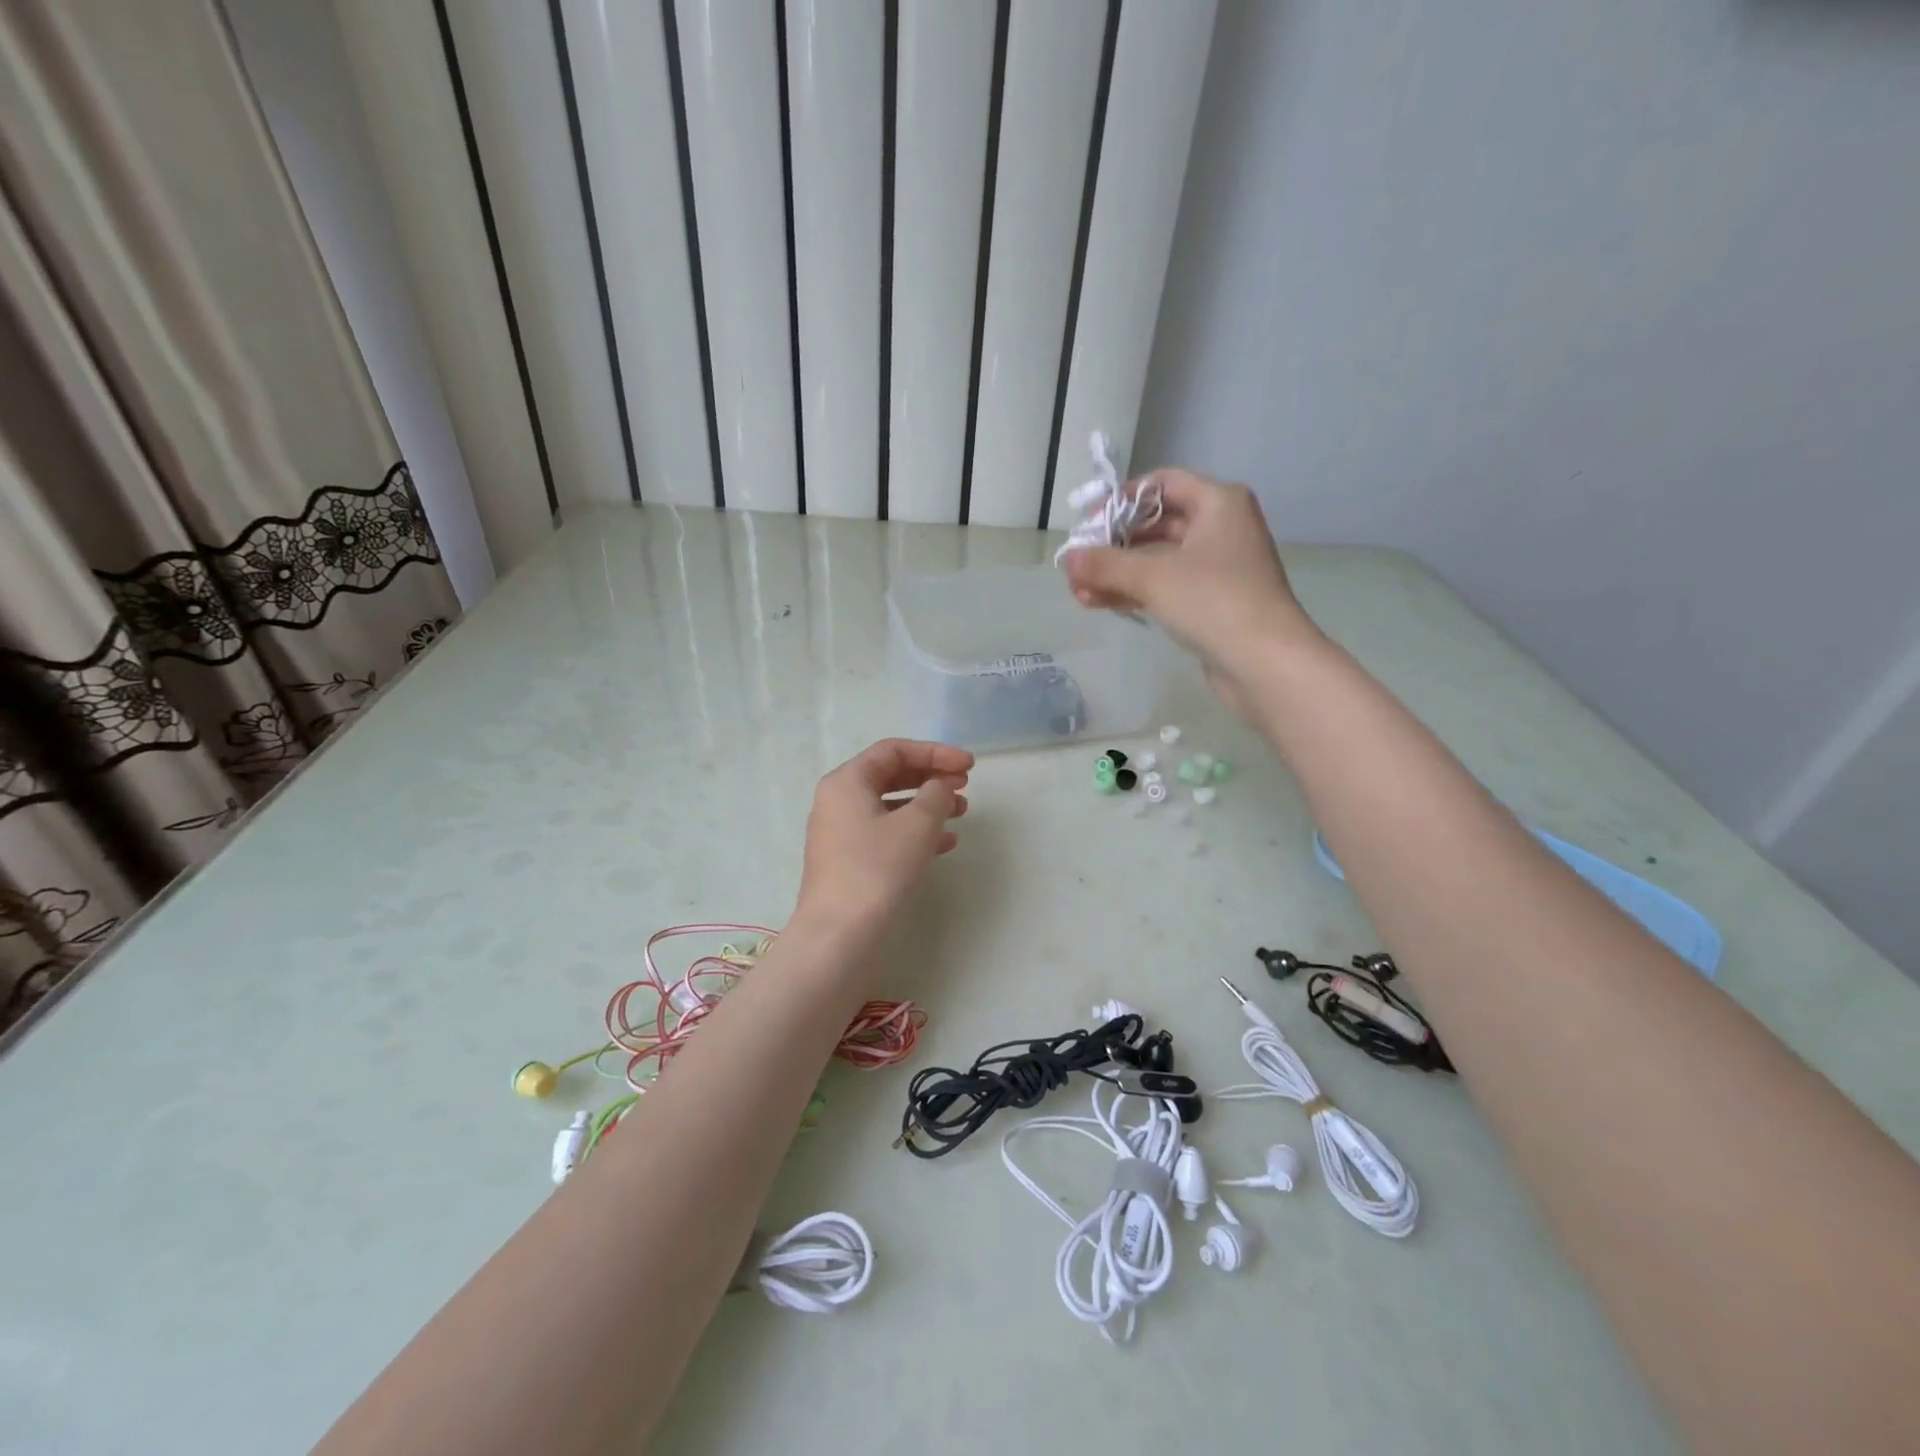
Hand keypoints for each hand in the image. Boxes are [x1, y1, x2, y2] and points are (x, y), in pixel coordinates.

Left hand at [790, 739, 972, 944]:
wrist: (839, 936)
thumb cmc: (877, 869)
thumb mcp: (917, 825)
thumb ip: (936, 794)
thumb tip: (942, 785)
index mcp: (847, 781)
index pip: (894, 750)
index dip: (935, 752)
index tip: (969, 765)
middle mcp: (838, 801)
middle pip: (891, 775)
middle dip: (931, 777)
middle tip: (965, 786)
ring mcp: (840, 833)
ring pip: (891, 806)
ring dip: (928, 805)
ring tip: (962, 813)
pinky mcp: (848, 862)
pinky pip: (886, 833)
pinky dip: (915, 832)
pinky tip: (944, 844)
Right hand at [1062, 469, 1317, 712]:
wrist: (1264, 663)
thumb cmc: (1213, 601)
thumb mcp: (1152, 577)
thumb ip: (1105, 564)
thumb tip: (1067, 557)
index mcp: (1218, 503)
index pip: (1162, 484)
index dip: (1122, 499)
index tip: (1088, 521)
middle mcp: (1220, 528)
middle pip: (1156, 524)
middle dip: (1113, 544)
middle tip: (1077, 562)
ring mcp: (1217, 568)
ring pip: (1157, 560)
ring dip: (1118, 573)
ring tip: (1078, 591)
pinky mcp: (1211, 602)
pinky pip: (1165, 587)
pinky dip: (1134, 592)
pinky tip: (1099, 603)